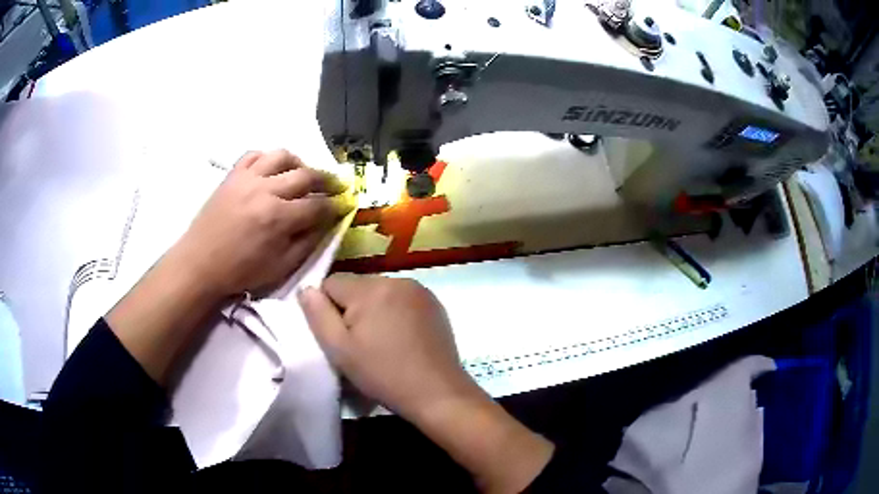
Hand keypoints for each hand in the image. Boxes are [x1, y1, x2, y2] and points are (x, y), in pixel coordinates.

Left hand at [173, 150, 351, 297]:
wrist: (200, 264)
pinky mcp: (232, 175)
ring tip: (304, 173)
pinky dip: (268, 158)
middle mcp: (265, 190)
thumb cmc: (240, 272)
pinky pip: (254, 154)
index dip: (336, 205)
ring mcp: (247, 178)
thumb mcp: (280, 268)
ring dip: (299, 162)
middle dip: (327, 180)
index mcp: (278, 218)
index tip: (346, 204)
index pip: (318, 205)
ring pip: (281, 156)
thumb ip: (307, 243)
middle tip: (337, 185)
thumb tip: (327, 223)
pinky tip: (273, 169)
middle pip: (306, 175)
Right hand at [298, 274, 473, 419]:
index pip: (331, 282)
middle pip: (357, 286)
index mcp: (370, 288)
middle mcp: (396, 280)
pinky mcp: (434, 303)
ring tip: (383, 342)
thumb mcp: (339, 350)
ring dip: (374, 310)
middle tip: (361, 343)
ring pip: (379, 292)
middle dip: (352, 308)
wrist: (437, 392)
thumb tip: (306, 289)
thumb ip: (318, 315)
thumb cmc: (383, 375)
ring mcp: (419, 290)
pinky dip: (396, 312)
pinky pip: (402, 299)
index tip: (341, 336)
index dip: (328, 309)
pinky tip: (403, 338)